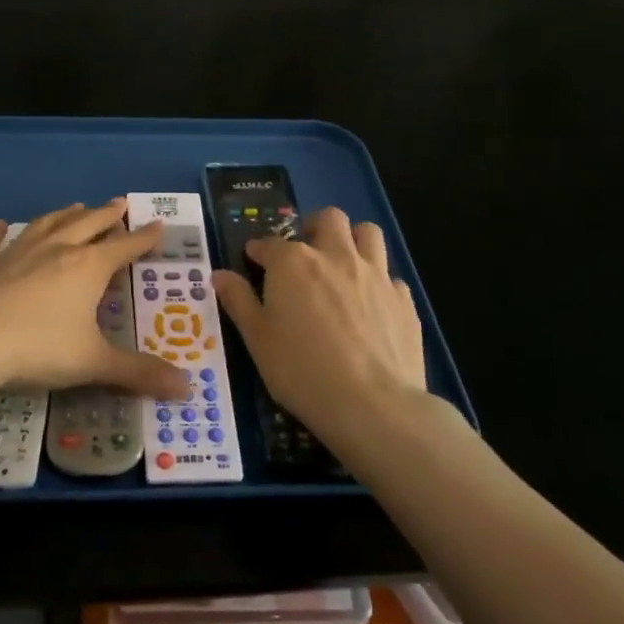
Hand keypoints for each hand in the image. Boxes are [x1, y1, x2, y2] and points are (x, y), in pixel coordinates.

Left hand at [0, 201, 189, 400]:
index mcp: (86, 268)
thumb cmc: (37, 349)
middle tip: (120, 203)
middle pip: (87, 225)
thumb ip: (139, 373)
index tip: (158, 224)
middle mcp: (54, 250)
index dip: (144, 238)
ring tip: (76, 206)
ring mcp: (14, 253)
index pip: (123, 247)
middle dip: (107, 215)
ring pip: (45, 225)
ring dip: (63, 215)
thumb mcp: (93, 363)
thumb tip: (189, 390)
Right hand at [212, 207, 431, 440]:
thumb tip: (220, 274)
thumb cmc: (301, 370)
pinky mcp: (404, 299)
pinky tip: (371, 304)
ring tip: (343, 261)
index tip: (254, 260)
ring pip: (368, 233)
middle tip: (305, 249)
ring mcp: (375, 274)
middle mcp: (336, 256)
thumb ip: (239, 301)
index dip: (259, 250)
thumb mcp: (257, 338)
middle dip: (313, 226)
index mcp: (294, 263)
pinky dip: (378, 280)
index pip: (270, 243)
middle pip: (329, 219)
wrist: (372, 404)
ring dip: (353, 239)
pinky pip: (390, 275)